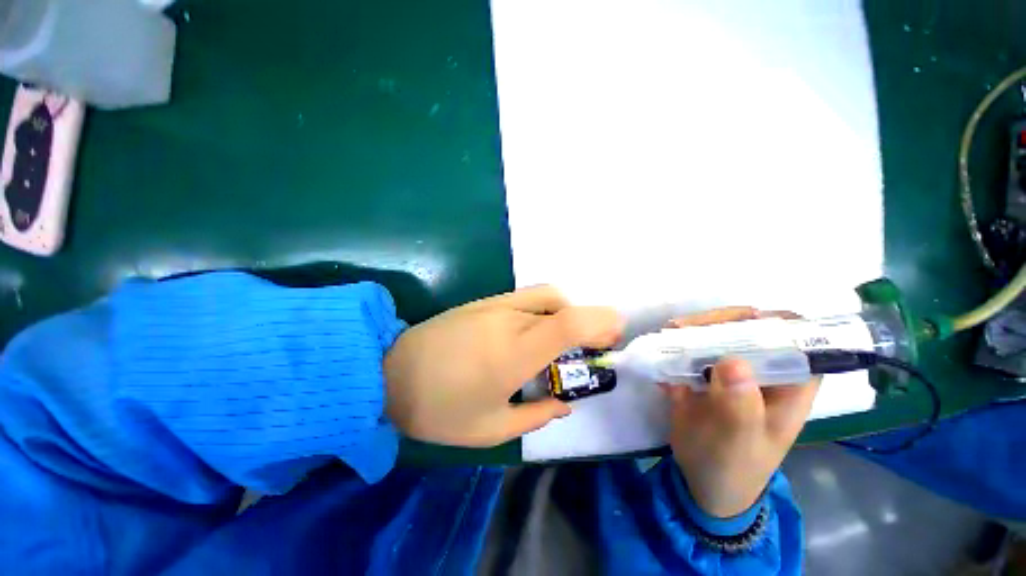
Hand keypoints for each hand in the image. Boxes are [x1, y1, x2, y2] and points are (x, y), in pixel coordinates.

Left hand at [384, 286, 623, 446]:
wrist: (388, 374)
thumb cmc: (439, 409)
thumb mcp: (492, 428)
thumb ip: (537, 414)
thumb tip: (564, 402)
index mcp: (514, 352)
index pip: (568, 322)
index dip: (599, 322)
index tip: (612, 335)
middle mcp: (508, 320)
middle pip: (561, 304)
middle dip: (585, 320)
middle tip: (588, 345)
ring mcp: (493, 305)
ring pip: (544, 297)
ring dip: (563, 313)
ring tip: (558, 341)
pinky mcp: (482, 302)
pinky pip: (524, 298)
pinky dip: (541, 310)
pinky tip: (530, 333)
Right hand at [663, 308, 819, 517]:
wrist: (702, 482)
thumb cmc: (732, 467)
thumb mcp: (739, 444)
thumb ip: (741, 407)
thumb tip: (733, 362)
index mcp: (789, 385)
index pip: (797, 339)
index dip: (774, 323)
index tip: (737, 322)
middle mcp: (763, 370)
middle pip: (751, 328)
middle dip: (719, 322)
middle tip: (684, 327)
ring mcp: (731, 370)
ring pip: (718, 334)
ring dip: (693, 330)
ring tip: (668, 333)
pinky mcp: (703, 372)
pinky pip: (692, 348)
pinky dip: (676, 343)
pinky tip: (660, 349)